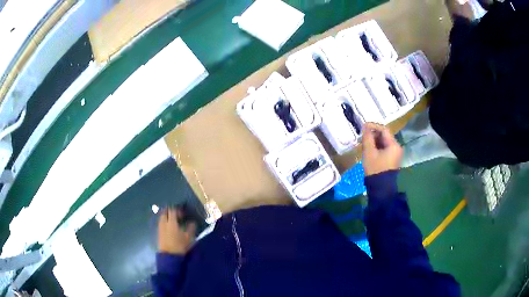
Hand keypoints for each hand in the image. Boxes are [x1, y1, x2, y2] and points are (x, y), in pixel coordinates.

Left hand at [158, 207, 196, 254]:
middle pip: (165, 212)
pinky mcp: (159, 232)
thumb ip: (190, 228)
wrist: (169, 255)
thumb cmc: (180, 245)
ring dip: (167, 217)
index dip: (177, 210)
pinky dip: (165, 222)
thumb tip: (192, 222)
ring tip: (174, 221)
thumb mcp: (188, 238)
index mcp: (171, 222)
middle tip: (177, 215)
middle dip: (170, 211)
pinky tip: (170, 227)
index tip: (183, 213)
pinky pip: (161, 223)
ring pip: (162, 217)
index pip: (172, 210)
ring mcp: (160, 227)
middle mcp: (164, 222)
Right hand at [362, 122, 402, 175]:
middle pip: (384, 135)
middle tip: (362, 136)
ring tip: (364, 143)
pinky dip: (377, 147)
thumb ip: (367, 138)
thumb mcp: (369, 152)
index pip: (384, 130)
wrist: (380, 188)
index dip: (373, 126)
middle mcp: (397, 147)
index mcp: (394, 145)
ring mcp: (395, 154)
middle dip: (373, 134)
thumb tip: (365, 126)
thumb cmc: (375, 169)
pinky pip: (384, 149)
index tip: (363, 126)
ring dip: (374, 141)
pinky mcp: (392, 159)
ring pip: (384, 142)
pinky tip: (369, 150)